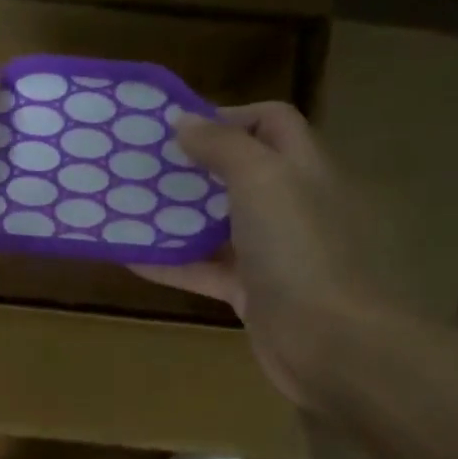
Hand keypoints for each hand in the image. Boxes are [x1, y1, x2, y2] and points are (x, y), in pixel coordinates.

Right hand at [132, 103, 386, 410]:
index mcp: (302, 168)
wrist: (330, 342)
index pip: (271, 123)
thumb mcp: (261, 180)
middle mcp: (289, 205)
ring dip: (175, 217)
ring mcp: (271, 253)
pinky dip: (172, 264)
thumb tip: (185, 122)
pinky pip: (206, 271)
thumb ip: (223, 146)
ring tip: (128, 208)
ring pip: (217, 225)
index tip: (178, 129)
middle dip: (192, 168)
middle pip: (238, 174)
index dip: (229, 116)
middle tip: (143, 169)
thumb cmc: (298, 249)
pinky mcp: (251, 293)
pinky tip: (132, 259)